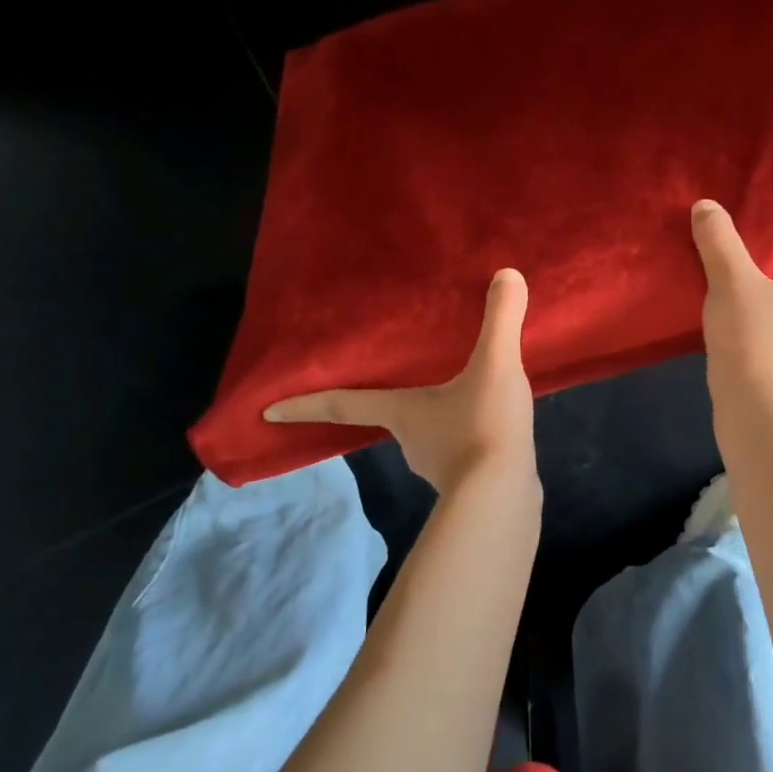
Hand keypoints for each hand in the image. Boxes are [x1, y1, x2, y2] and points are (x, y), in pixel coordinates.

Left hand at [264, 268, 536, 494]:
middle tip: (396, 377)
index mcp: (402, 412)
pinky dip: (464, 433)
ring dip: (434, 415)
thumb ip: (500, 320)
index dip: (305, 404)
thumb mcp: (495, 366)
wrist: (506, 498)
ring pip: (427, 432)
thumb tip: (507, 273)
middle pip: (388, 415)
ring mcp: (439, 464)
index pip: (343, 404)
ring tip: (458, 391)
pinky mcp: (467, 479)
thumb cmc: (483, 427)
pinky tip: (489, 420)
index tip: (266, 411)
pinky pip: (459, 448)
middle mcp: (411, 440)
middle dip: (386, 400)